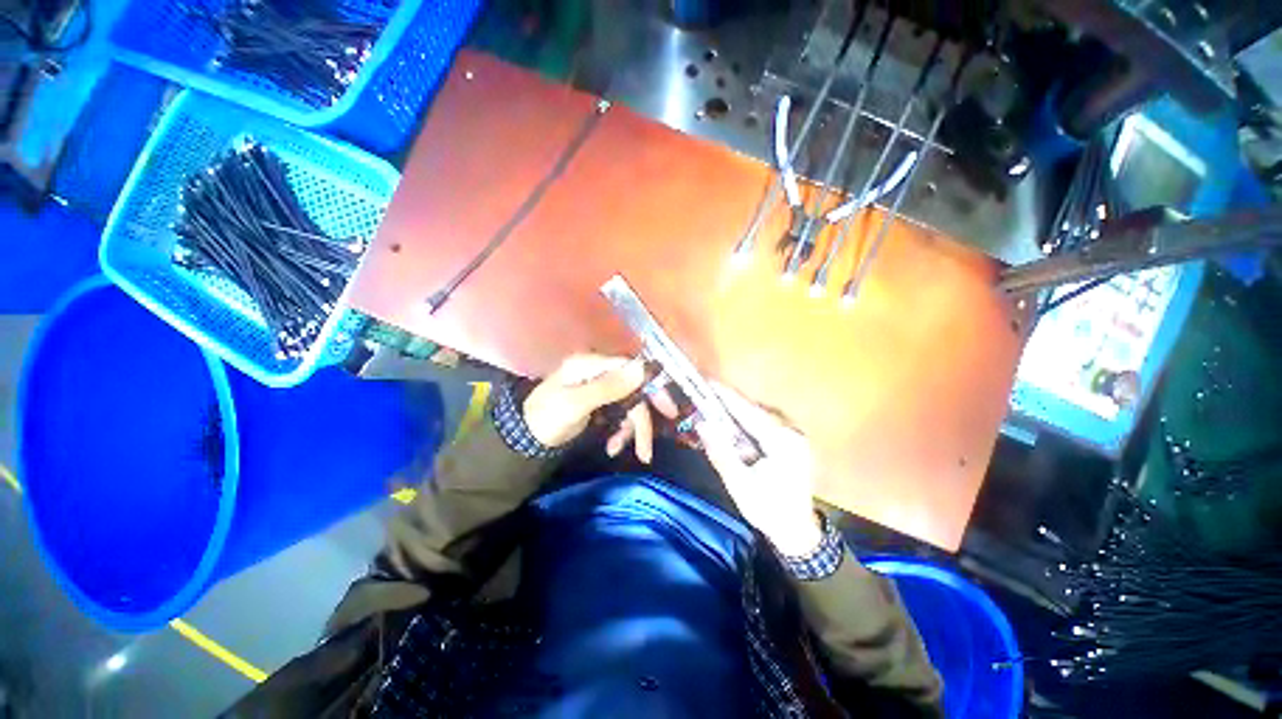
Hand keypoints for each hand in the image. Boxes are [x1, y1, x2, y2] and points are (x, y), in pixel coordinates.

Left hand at [523, 354, 676, 462]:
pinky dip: (619, 431)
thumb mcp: (576, 404)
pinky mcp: (599, 402)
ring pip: (629, 406)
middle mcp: (599, 372)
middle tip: (646, 450)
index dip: (652, 388)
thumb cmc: (546, 418)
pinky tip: (611, 446)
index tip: (669, 411)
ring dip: (628, 430)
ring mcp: (599, 387)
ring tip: (616, 449)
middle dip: (640, 421)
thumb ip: (610, 387)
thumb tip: (643, 367)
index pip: (631, 369)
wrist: (524, 437)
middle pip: (633, 391)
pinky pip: (619, 414)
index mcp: (592, 365)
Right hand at [697, 386, 822, 555]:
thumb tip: (702, 423)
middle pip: (755, 409)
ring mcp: (795, 436)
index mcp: (782, 441)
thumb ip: (720, 451)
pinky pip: (766, 424)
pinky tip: (734, 423)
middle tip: (706, 394)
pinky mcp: (792, 442)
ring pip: (761, 415)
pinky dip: (748, 421)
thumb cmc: (767, 510)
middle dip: (730, 402)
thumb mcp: (738, 483)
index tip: (707, 382)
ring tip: (715, 405)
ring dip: (738, 411)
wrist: (797, 532)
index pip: (749, 411)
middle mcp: (792, 432)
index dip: (726, 396)